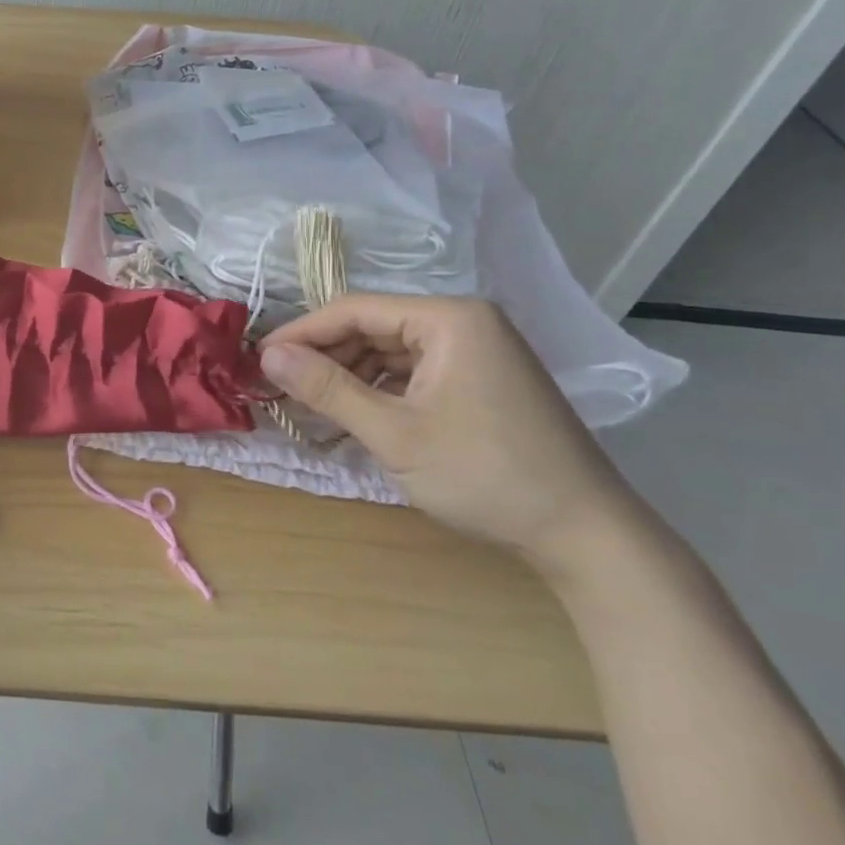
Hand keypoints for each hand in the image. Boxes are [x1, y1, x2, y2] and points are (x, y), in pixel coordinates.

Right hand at [259, 294, 633, 566]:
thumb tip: (268, 354)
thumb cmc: (484, 475)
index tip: (258, 358)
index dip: (301, 332)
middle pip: (373, 328)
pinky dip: (380, 392)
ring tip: (310, 405)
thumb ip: (327, 388)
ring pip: (391, 352)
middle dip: (325, 357)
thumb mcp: (395, 433)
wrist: (585, 535)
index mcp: (449, 319)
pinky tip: (354, 416)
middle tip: (279, 386)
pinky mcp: (482, 381)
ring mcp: (477, 352)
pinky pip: (415, 373)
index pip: (354, 310)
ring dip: (349, 376)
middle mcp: (464, 323)